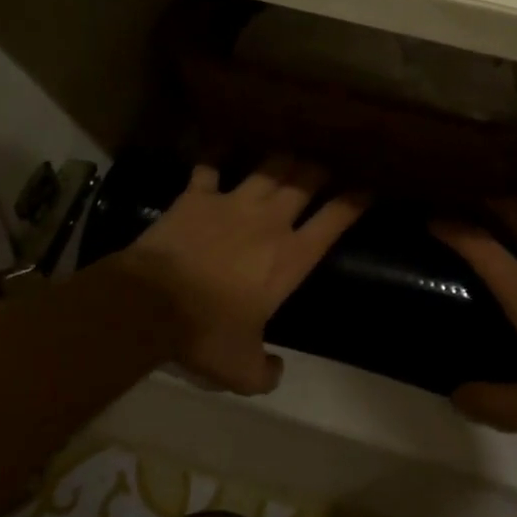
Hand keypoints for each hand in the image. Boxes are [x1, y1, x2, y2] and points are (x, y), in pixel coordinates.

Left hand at [118, 159, 366, 394]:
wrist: (150, 305)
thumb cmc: (205, 334)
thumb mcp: (240, 370)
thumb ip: (264, 372)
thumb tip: (274, 371)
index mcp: (289, 258)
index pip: (333, 222)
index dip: (353, 203)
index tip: (365, 190)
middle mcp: (269, 221)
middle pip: (304, 182)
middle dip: (319, 170)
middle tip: (324, 167)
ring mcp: (232, 203)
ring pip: (267, 168)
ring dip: (280, 160)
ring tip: (287, 153)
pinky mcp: (196, 197)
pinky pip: (208, 166)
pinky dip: (214, 154)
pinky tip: (217, 145)